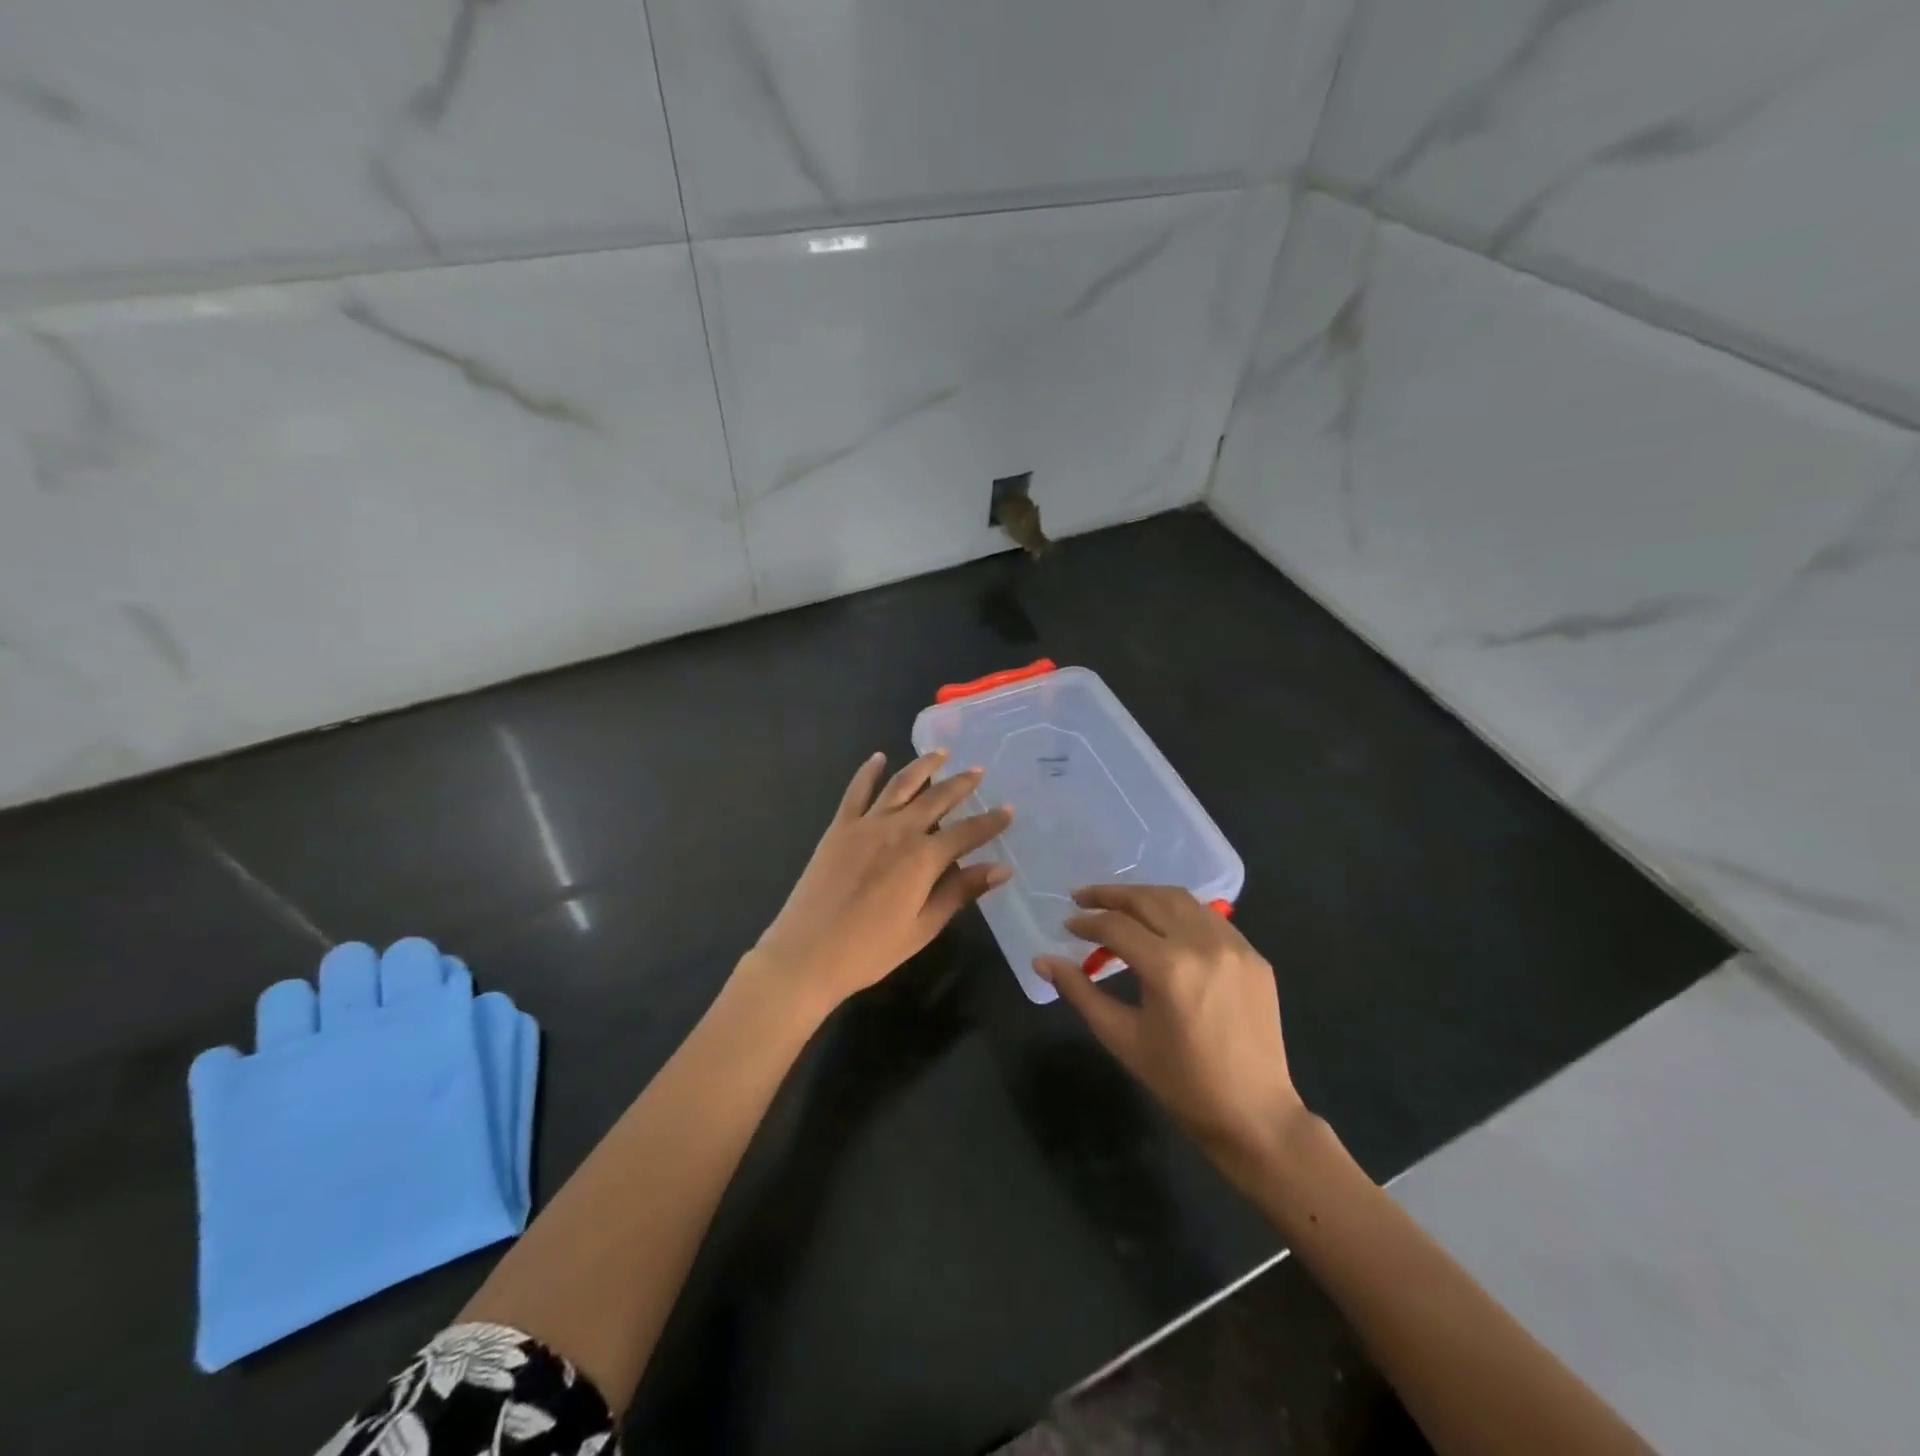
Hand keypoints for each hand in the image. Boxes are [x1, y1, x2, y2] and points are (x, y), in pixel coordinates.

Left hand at [750, 749, 1012, 1015]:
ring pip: (901, 785)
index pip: (967, 832)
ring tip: (940, 753)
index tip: (1009, 810)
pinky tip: (878, 758)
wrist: (807, 954)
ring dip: (923, 766)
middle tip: (978, 770)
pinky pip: (857, 791)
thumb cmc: (870, 950)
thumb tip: (1001, 868)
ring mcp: (866, 825)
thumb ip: (960, 892)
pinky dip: (869, 772)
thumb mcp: (923, 927)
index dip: (991, 821)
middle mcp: (899, 831)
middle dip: (961, 784)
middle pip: (937, 799)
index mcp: (923, 858)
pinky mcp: (839, 828)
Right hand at [1038, 885, 1306, 1175]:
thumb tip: (1042, 961)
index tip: (1067, 925)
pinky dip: (1180, 913)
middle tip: (1082, 897)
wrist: (1253, 1115)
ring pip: (1181, 900)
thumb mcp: (1122, 1037)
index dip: (1086, 922)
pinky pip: (1210, 919)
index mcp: (1169, 968)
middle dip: (1111, 895)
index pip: (1117, 927)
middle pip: (1149, 899)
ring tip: (1119, 905)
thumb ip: (1080, 992)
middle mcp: (1204, 944)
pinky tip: (1164, 926)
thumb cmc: (1180, 1082)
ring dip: (1145, 897)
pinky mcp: (1254, 956)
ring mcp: (1235, 946)